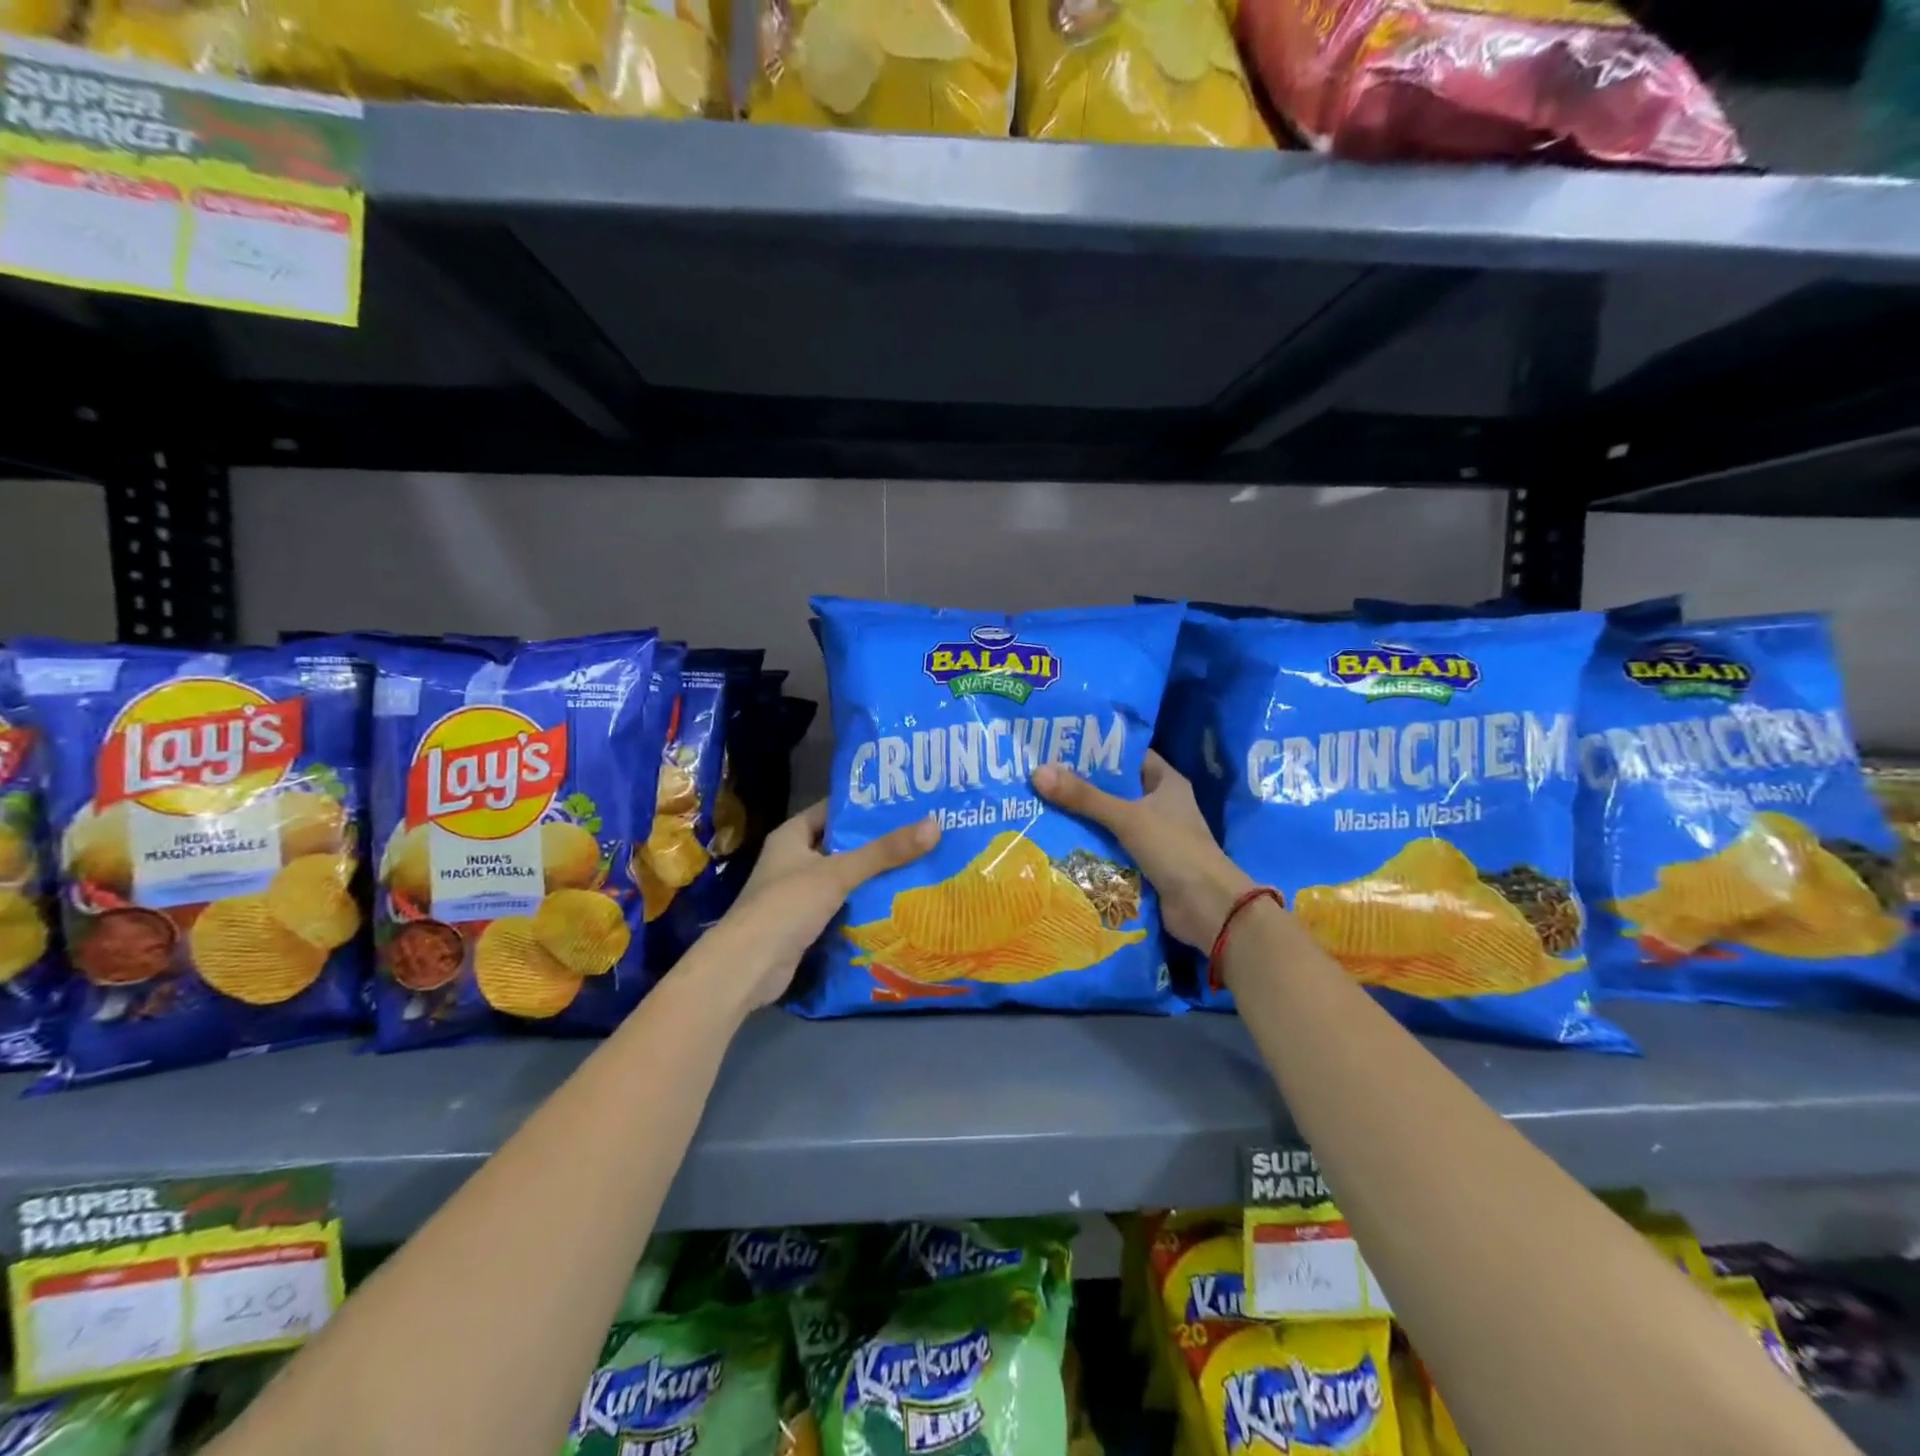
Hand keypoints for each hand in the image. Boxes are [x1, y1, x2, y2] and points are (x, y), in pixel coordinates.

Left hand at [705, 802, 939, 1008]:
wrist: (748, 967)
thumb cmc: (787, 905)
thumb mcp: (839, 873)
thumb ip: (884, 852)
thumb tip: (935, 825)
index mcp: (791, 836)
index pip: (832, 810)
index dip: (864, 806)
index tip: (903, 803)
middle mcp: (792, 860)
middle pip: (841, 845)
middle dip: (876, 843)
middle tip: (919, 836)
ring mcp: (797, 894)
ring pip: (842, 878)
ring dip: (872, 877)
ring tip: (918, 866)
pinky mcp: (804, 924)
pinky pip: (840, 906)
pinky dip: (862, 905)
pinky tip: (895, 904)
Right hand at [1032, 751, 1253, 948]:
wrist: (1207, 908)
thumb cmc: (1174, 849)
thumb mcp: (1127, 817)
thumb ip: (1084, 797)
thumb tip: (1038, 772)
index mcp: (1166, 783)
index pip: (1129, 757)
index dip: (1099, 751)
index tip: (1061, 748)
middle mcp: (1161, 806)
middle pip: (1115, 790)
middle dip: (1082, 788)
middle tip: (1041, 779)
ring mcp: (1154, 838)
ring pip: (1110, 822)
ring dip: (1083, 821)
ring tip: (1040, 808)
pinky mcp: (1145, 865)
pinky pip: (1111, 851)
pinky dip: (1090, 849)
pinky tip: (1058, 843)